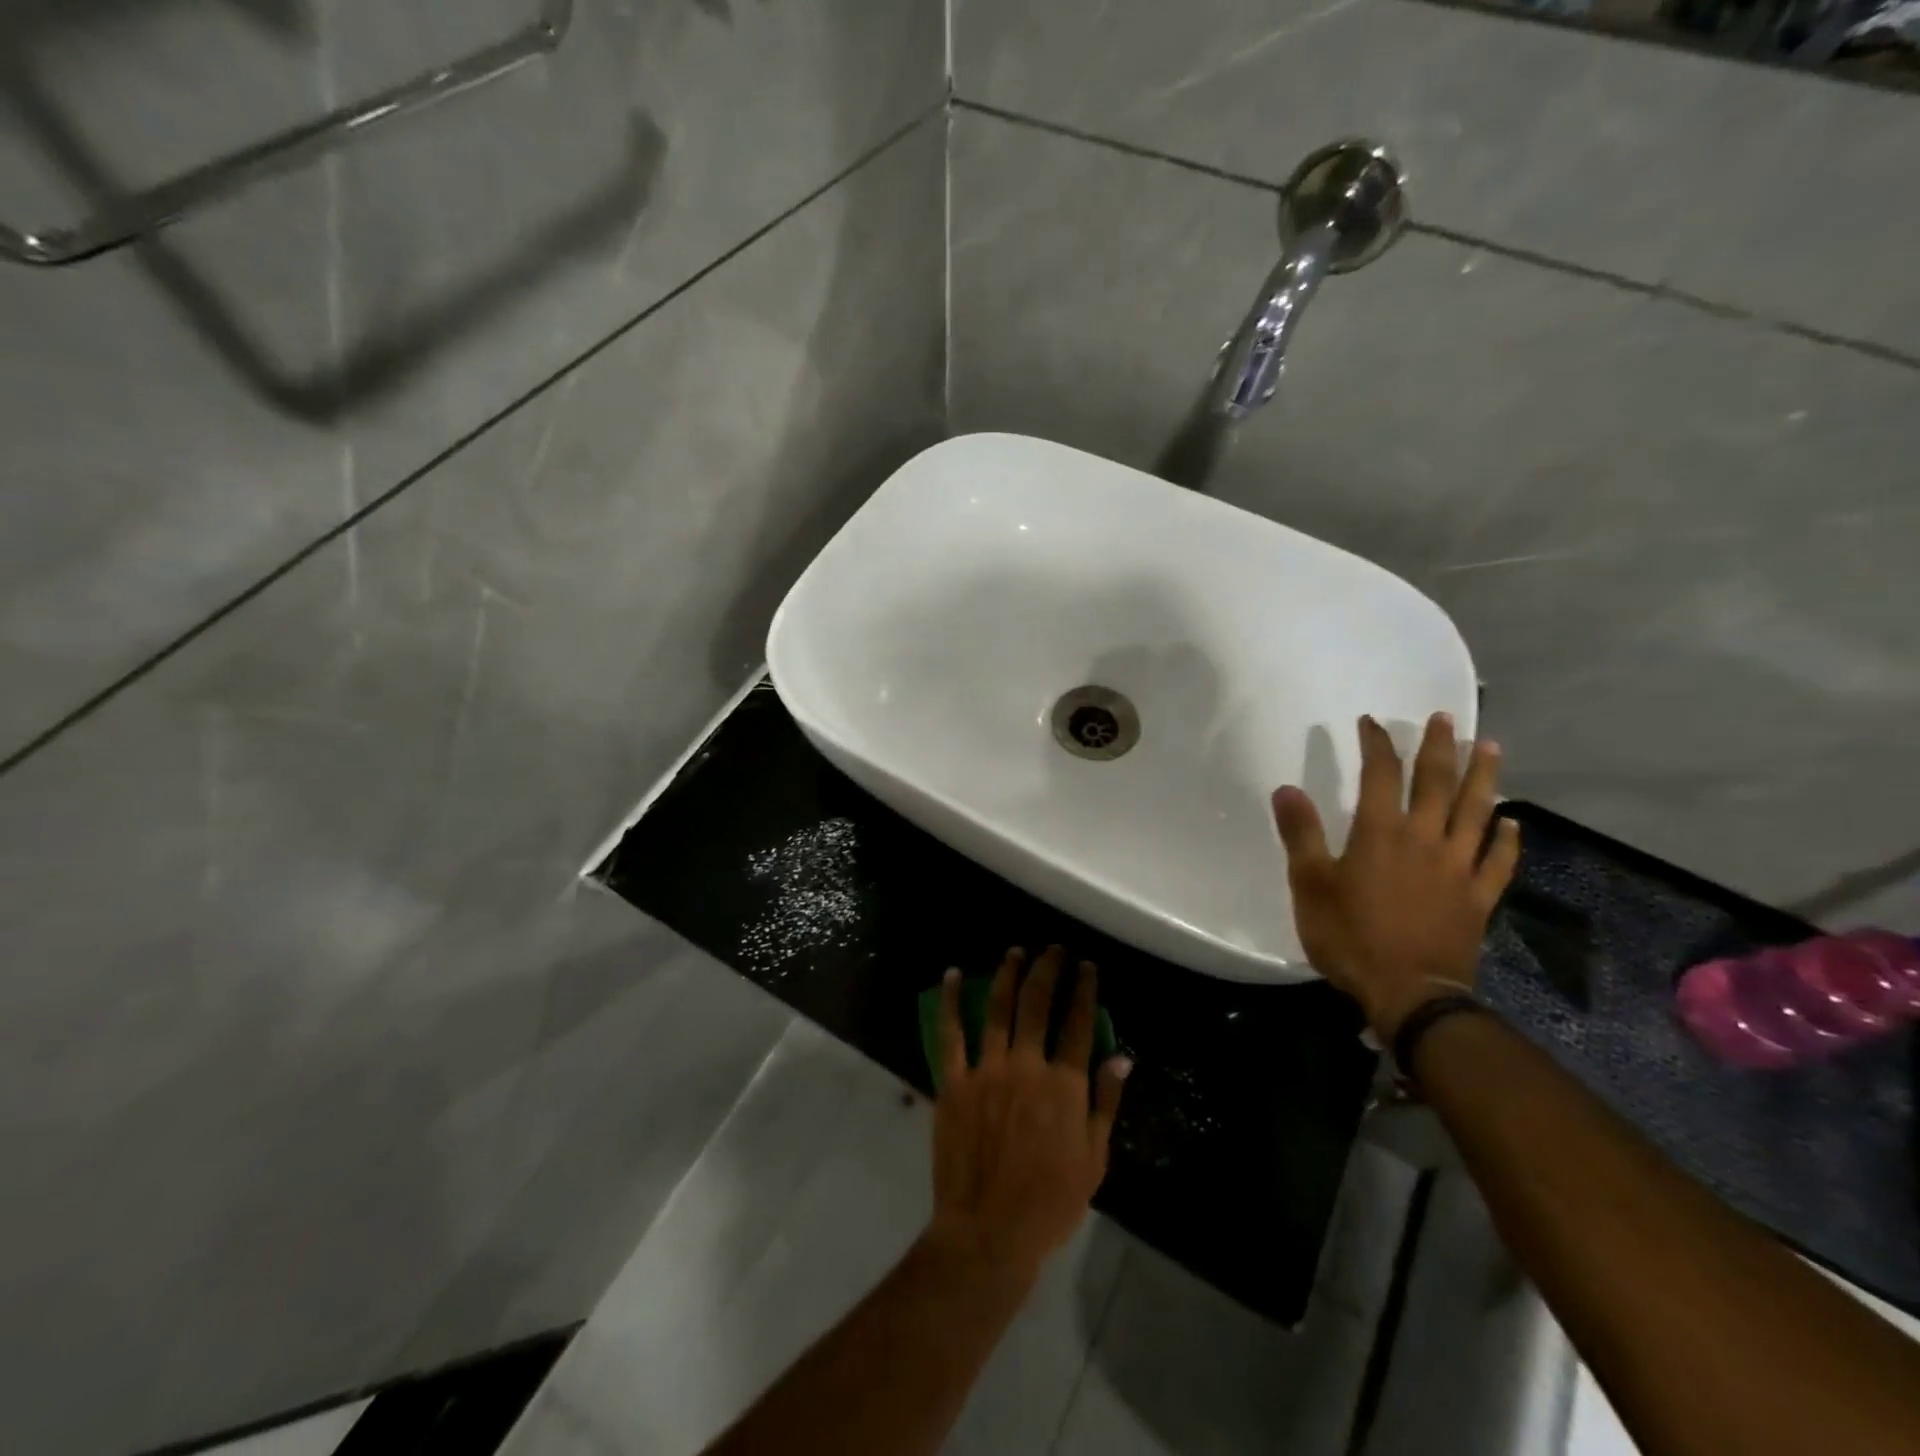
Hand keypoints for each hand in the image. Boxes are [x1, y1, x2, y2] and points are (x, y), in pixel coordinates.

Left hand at [928, 946, 1130, 1284]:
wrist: (988, 1231)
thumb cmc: (1049, 1202)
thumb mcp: (1094, 1159)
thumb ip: (1105, 1103)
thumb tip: (1121, 1057)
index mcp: (1063, 1085)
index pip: (1078, 1022)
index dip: (1084, 988)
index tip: (1087, 966)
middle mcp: (1026, 1066)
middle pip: (1038, 1003)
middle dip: (1048, 969)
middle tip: (1054, 949)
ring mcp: (986, 1070)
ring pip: (997, 1008)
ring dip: (1008, 974)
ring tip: (1016, 951)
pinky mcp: (953, 1081)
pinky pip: (950, 1033)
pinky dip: (950, 1001)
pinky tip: (951, 975)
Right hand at [1271, 713, 1520, 1040]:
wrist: (1409, 993)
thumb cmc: (1350, 937)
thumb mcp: (1310, 886)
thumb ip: (1301, 835)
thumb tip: (1286, 789)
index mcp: (1381, 833)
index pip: (1382, 775)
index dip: (1377, 744)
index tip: (1372, 722)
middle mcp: (1426, 840)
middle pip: (1437, 783)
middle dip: (1439, 747)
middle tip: (1443, 718)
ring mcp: (1459, 868)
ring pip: (1477, 812)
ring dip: (1484, 777)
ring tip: (1489, 747)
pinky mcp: (1478, 898)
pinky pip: (1498, 861)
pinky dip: (1506, 838)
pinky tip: (1511, 822)